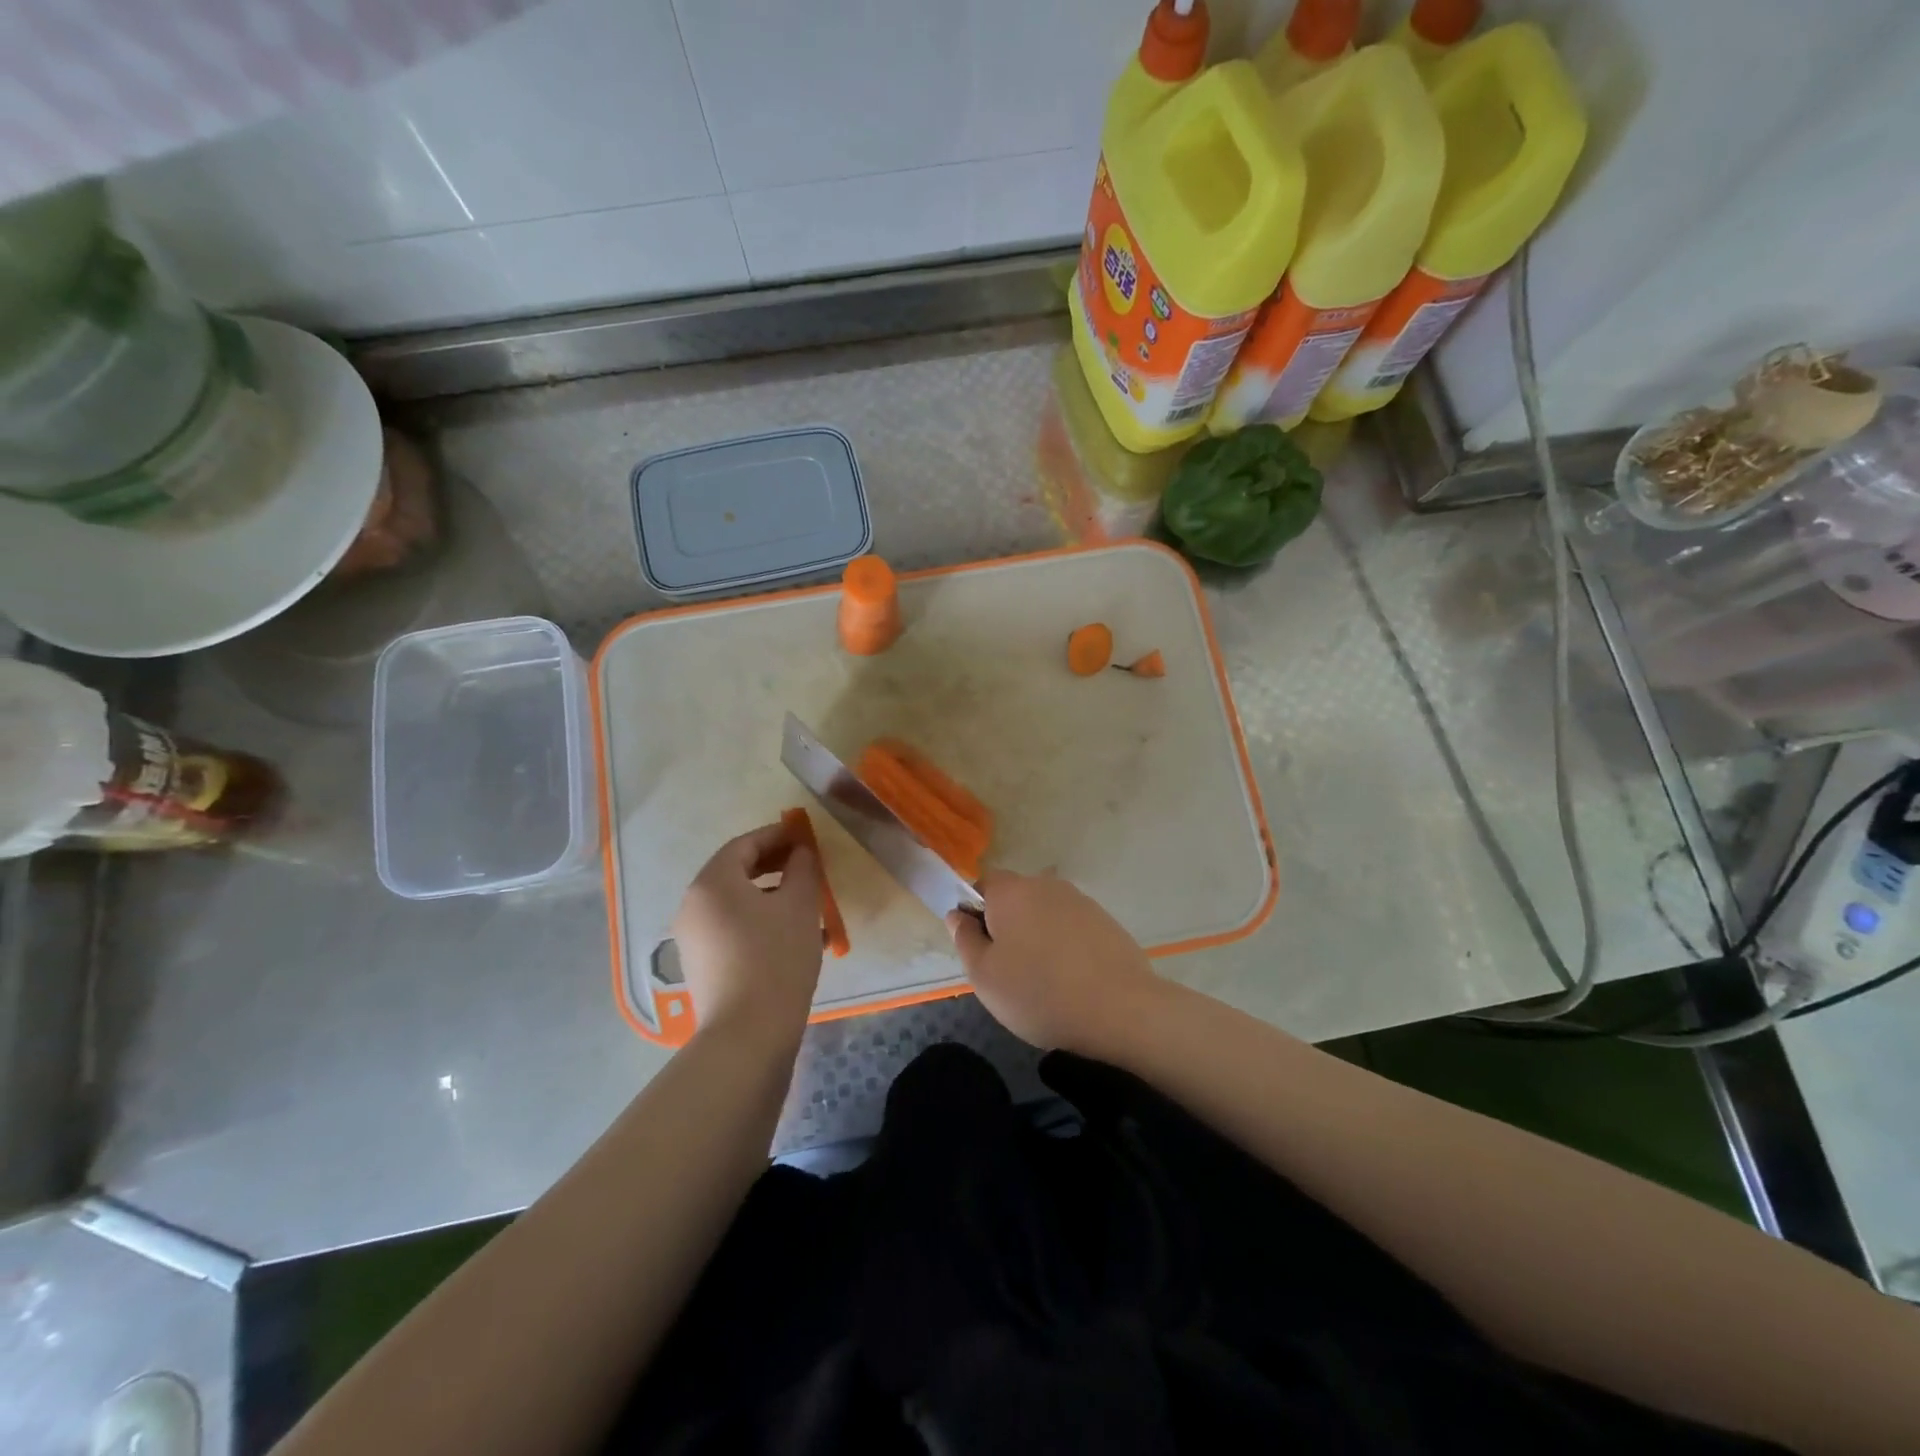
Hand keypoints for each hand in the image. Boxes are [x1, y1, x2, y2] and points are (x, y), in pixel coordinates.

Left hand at [671, 823, 823, 1044]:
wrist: (748, 1035)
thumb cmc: (776, 957)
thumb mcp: (800, 905)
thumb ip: (802, 868)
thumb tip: (800, 852)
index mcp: (712, 883)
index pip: (744, 845)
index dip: (777, 836)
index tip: (804, 836)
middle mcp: (694, 906)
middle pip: (736, 873)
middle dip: (775, 865)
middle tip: (807, 865)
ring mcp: (694, 939)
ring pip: (738, 904)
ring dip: (773, 896)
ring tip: (810, 905)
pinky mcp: (703, 966)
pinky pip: (735, 930)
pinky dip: (762, 923)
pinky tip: (797, 939)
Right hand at [946, 869, 1165, 1053]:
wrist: (1120, 1009)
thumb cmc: (1039, 992)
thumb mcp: (984, 976)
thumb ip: (965, 939)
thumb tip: (958, 915)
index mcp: (1010, 891)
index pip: (982, 885)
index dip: (975, 913)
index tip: (981, 948)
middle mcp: (1045, 885)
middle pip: (1015, 897)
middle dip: (1007, 925)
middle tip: (1008, 969)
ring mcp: (1080, 900)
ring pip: (1045, 912)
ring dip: (1038, 935)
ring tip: (1044, 978)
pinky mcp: (1105, 920)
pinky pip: (1072, 927)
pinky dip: (1066, 945)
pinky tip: (1072, 979)